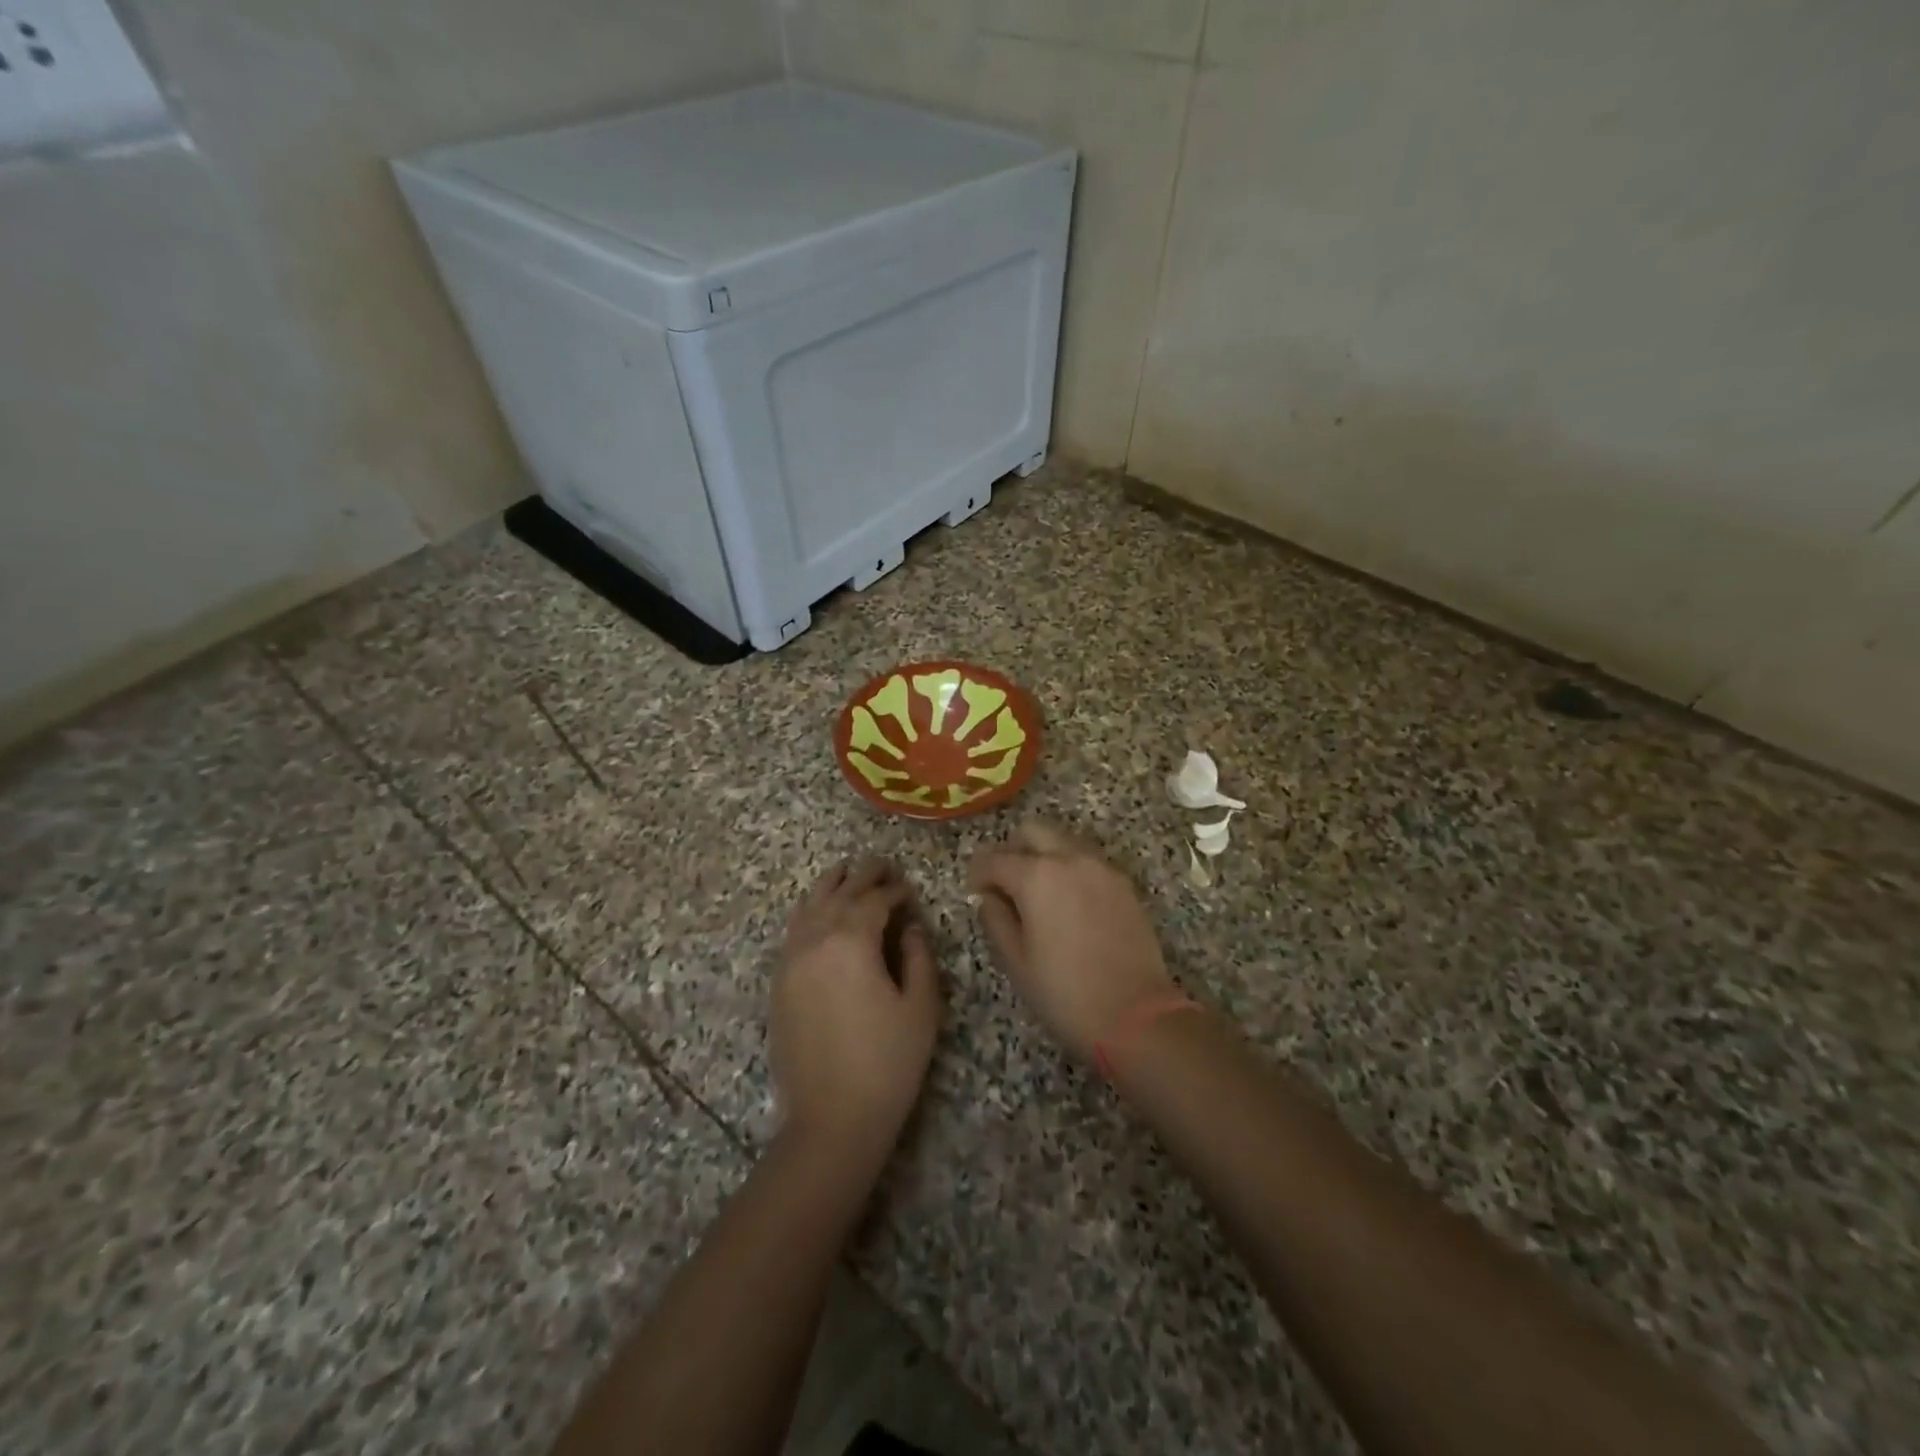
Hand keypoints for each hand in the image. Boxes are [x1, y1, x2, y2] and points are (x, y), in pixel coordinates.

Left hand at [772, 858, 941, 1165]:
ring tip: (845, 871)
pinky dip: (808, 911)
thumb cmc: (888, 1063)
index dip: (895, 890)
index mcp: (851, 942)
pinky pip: (793, 931)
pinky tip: (818, 911)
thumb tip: (908, 926)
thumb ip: (917, 956)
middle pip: (839, 894)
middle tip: (881, 864)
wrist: (832, 1119)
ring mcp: (791, 960)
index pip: (874, 900)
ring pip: (809, 907)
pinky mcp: (779, 982)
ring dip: (830, 885)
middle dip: (863, 876)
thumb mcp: (920, 1007)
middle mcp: (815, 941)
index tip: (909, 889)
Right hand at [968, 821, 1176, 1062]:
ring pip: (1063, 841)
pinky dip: (1070, 868)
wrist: (1135, 1015)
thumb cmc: (1065, 992)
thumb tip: (989, 897)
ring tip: (1038, 893)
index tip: (974, 891)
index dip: (978, 873)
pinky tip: (1068, 903)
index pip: (994, 858)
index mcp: (1036, 876)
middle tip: (1005, 883)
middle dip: (1012, 850)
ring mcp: (1101, 868)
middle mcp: (1069, 859)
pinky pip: (1088, 860)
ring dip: (1044, 855)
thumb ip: (996, 919)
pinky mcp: (1123, 883)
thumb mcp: (1016, 961)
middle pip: (1033, 831)